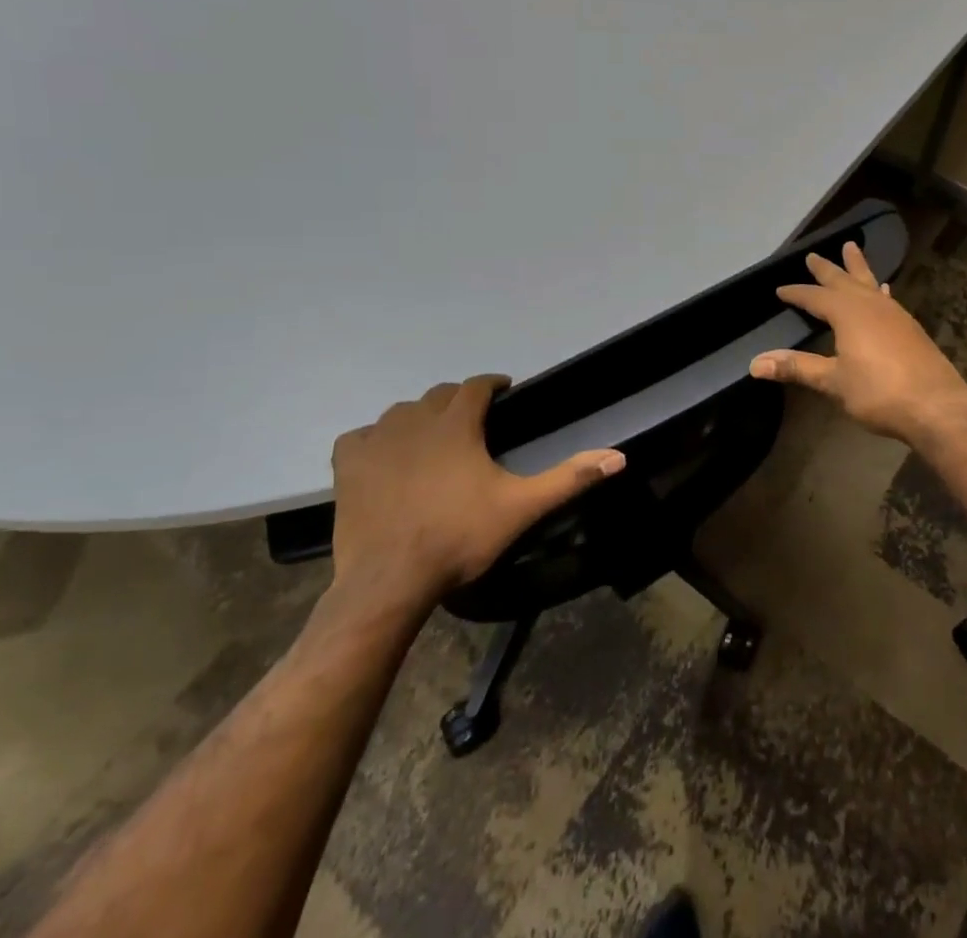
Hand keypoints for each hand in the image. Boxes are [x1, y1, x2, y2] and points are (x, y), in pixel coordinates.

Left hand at [327, 375, 624, 626]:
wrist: (390, 581)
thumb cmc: (459, 538)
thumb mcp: (522, 507)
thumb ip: (569, 478)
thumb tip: (618, 456)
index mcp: (456, 424)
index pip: (476, 385)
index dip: (492, 384)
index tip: (504, 392)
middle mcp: (415, 421)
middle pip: (439, 395)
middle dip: (458, 400)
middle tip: (473, 422)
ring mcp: (377, 441)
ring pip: (401, 412)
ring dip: (419, 417)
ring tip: (433, 438)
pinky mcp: (348, 466)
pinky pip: (360, 436)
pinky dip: (374, 439)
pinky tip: (384, 456)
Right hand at [749, 243, 966, 444]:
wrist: (937, 406)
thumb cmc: (879, 392)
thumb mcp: (833, 381)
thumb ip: (797, 368)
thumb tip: (755, 363)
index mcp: (848, 313)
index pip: (815, 297)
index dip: (797, 293)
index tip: (780, 290)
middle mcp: (871, 305)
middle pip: (844, 280)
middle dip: (827, 269)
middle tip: (813, 255)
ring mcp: (894, 314)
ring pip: (869, 283)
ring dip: (857, 268)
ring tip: (851, 250)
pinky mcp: (910, 328)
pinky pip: (887, 298)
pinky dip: (878, 290)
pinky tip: (883, 290)